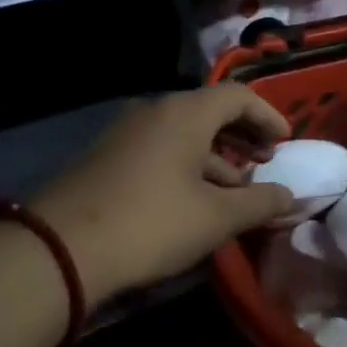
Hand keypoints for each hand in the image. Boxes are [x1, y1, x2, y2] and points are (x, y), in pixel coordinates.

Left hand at [31, 85, 293, 304]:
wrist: (58, 250)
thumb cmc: (151, 223)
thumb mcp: (216, 217)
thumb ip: (259, 202)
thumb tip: (288, 195)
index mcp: (184, 114)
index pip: (238, 97)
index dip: (268, 116)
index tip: (286, 143)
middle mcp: (154, 112)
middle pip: (209, 112)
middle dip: (243, 136)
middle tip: (264, 161)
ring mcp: (124, 134)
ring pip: (183, 134)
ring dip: (215, 156)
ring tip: (235, 189)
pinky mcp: (105, 158)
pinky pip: (159, 149)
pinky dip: (186, 165)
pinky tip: (193, 200)